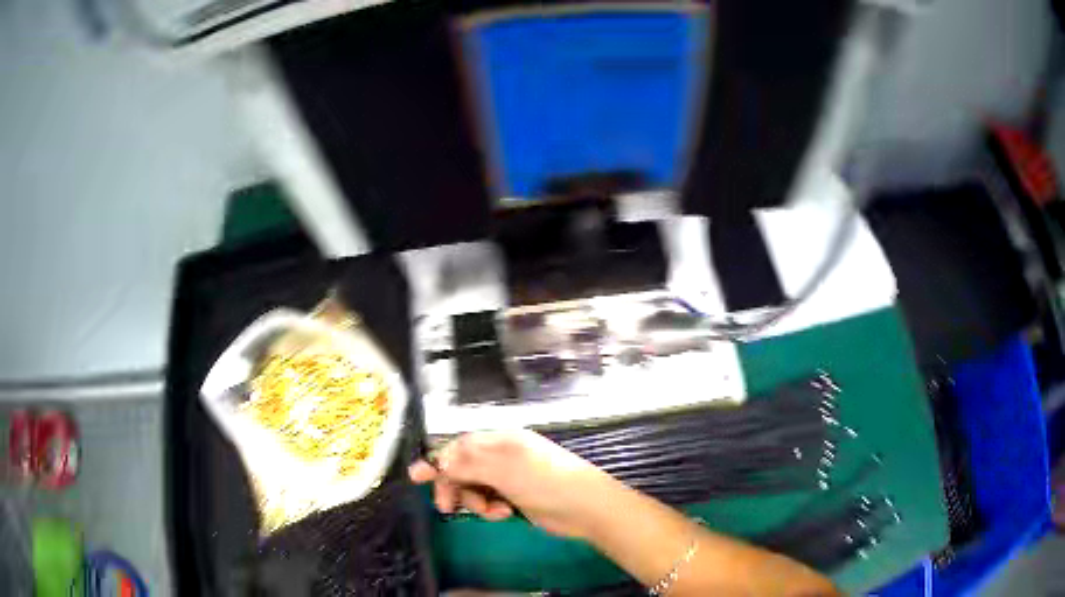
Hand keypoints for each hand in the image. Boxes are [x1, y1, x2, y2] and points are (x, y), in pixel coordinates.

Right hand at [408, 430, 616, 538]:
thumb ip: (467, 464)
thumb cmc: (545, 481)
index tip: (416, 477)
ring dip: (474, 500)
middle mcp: (503, 456)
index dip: (437, 460)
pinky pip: (489, 500)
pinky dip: (490, 508)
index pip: (459, 446)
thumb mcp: (503, 469)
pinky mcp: (516, 497)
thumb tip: (437, 461)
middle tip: (446, 507)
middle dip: (454, 485)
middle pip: (463, 467)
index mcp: (500, 441)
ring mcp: (510, 477)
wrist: (585, 508)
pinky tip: (502, 514)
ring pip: (474, 486)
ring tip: (490, 511)